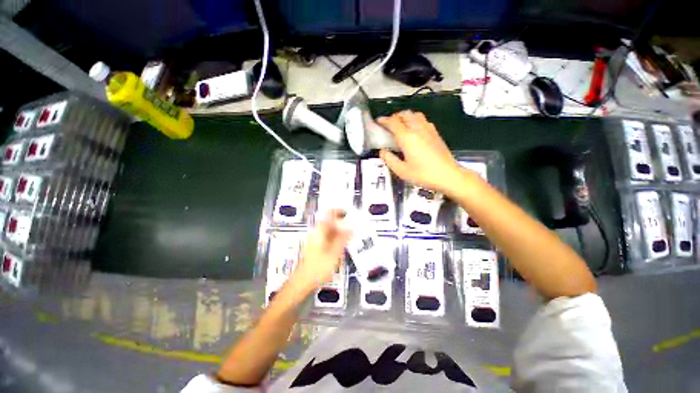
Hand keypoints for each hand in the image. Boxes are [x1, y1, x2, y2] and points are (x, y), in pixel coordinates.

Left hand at [290, 211, 352, 293]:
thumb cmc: (318, 267)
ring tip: (352, 235)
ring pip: (330, 230)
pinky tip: (344, 244)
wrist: (302, 282)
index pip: (329, 214)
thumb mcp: (334, 253)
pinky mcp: (317, 246)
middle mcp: (317, 232)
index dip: (339, 211)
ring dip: (341, 231)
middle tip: (354, 226)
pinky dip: (337, 238)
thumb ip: (343, 239)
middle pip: (330, 221)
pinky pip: (329, 237)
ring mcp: (316, 239)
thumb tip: (351, 228)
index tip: (350, 212)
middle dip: (343, 222)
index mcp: (320, 231)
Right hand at [378, 111, 463, 195]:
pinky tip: (415, 130)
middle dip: (395, 116)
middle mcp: (418, 129)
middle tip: (389, 124)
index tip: (378, 121)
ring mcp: (429, 130)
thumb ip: (389, 159)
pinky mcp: (436, 133)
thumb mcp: (402, 171)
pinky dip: (415, 120)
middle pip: (405, 114)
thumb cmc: (423, 174)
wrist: (448, 175)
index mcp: (407, 138)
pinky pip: (423, 120)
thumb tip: (383, 152)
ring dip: (406, 116)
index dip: (384, 120)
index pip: (393, 122)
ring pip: (415, 115)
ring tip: (401, 125)